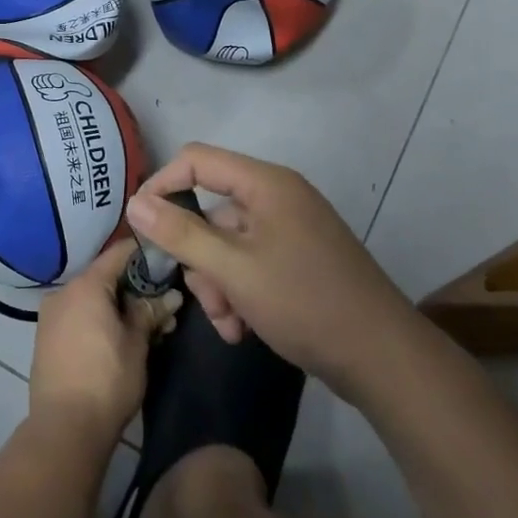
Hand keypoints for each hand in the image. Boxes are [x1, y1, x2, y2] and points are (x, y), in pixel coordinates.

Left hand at [28, 238, 181, 443]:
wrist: (64, 428)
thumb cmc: (107, 379)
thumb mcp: (137, 343)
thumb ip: (150, 312)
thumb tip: (171, 295)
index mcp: (85, 285)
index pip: (119, 253)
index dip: (144, 253)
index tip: (167, 257)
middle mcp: (63, 292)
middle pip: (104, 278)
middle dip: (135, 289)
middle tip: (164, 305)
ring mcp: (50, 315)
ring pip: (91, 299)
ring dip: (118, 308)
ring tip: (148, 328)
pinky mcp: (46, 338)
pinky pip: (78, 316)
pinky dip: (99, 320)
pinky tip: (120, 339)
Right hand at [126, 144, 406, 390]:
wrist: (382, 358)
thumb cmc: (304, 302)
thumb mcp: (233, 269)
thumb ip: (181, 233)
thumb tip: (134, 203)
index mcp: (265, 184)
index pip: (196, 160)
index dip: (163, 185)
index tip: (141, 226)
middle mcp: (277, 198)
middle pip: (211, 211)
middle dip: (199, 258)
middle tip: (204, 299)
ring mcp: (290, 230)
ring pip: (227, 245)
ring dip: (218, 285)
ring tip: (230, 324)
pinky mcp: (298, 259)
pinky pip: (250, 263)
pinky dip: (239, 292)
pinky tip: (243, 328)